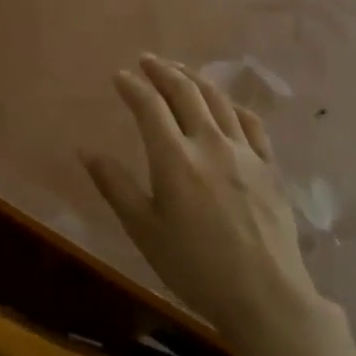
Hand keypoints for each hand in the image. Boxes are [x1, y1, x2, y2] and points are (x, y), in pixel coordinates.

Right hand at [83, 54, 327, 345]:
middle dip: (163, 71)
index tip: (119, 76)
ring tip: (180, 71)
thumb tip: (85, 151)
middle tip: (147, 59)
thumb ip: (115, 186)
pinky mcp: (270, 166)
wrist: (266, 296)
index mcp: (174, 158)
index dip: (133, 86)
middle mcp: (210, 143)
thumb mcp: (143, 230)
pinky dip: (232, 104)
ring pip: (219, 100)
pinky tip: (225, 104)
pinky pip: (251, 122)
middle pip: (186, 92)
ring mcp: (245, 152)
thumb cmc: (194, 266)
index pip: (150, 106)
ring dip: (195, 79)